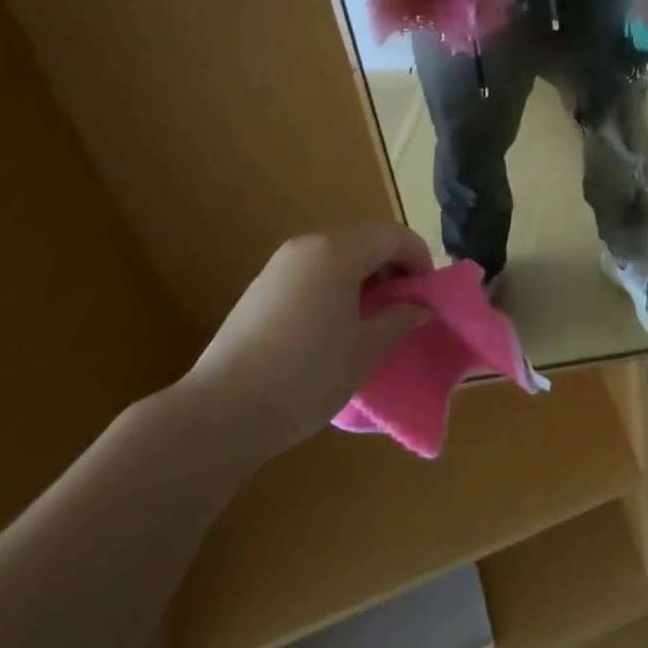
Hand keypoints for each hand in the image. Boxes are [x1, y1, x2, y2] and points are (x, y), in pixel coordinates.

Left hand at [182, 224, 433, 456]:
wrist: (220, 413)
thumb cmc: (305, 376)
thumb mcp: (364, 351)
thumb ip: (399, 320)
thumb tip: (421, 307)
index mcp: (338, 252)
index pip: (392, 235)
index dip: (418, 257)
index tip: (428, 293)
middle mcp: (309, 246)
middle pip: (364, 240)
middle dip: (392, 266)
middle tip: (405, 305)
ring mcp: (280, 265)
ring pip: (337, 255)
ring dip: (364, 276)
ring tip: (373, 317)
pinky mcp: (261, 287)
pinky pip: (313, 271)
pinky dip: (335, 285)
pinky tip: (334, 325)